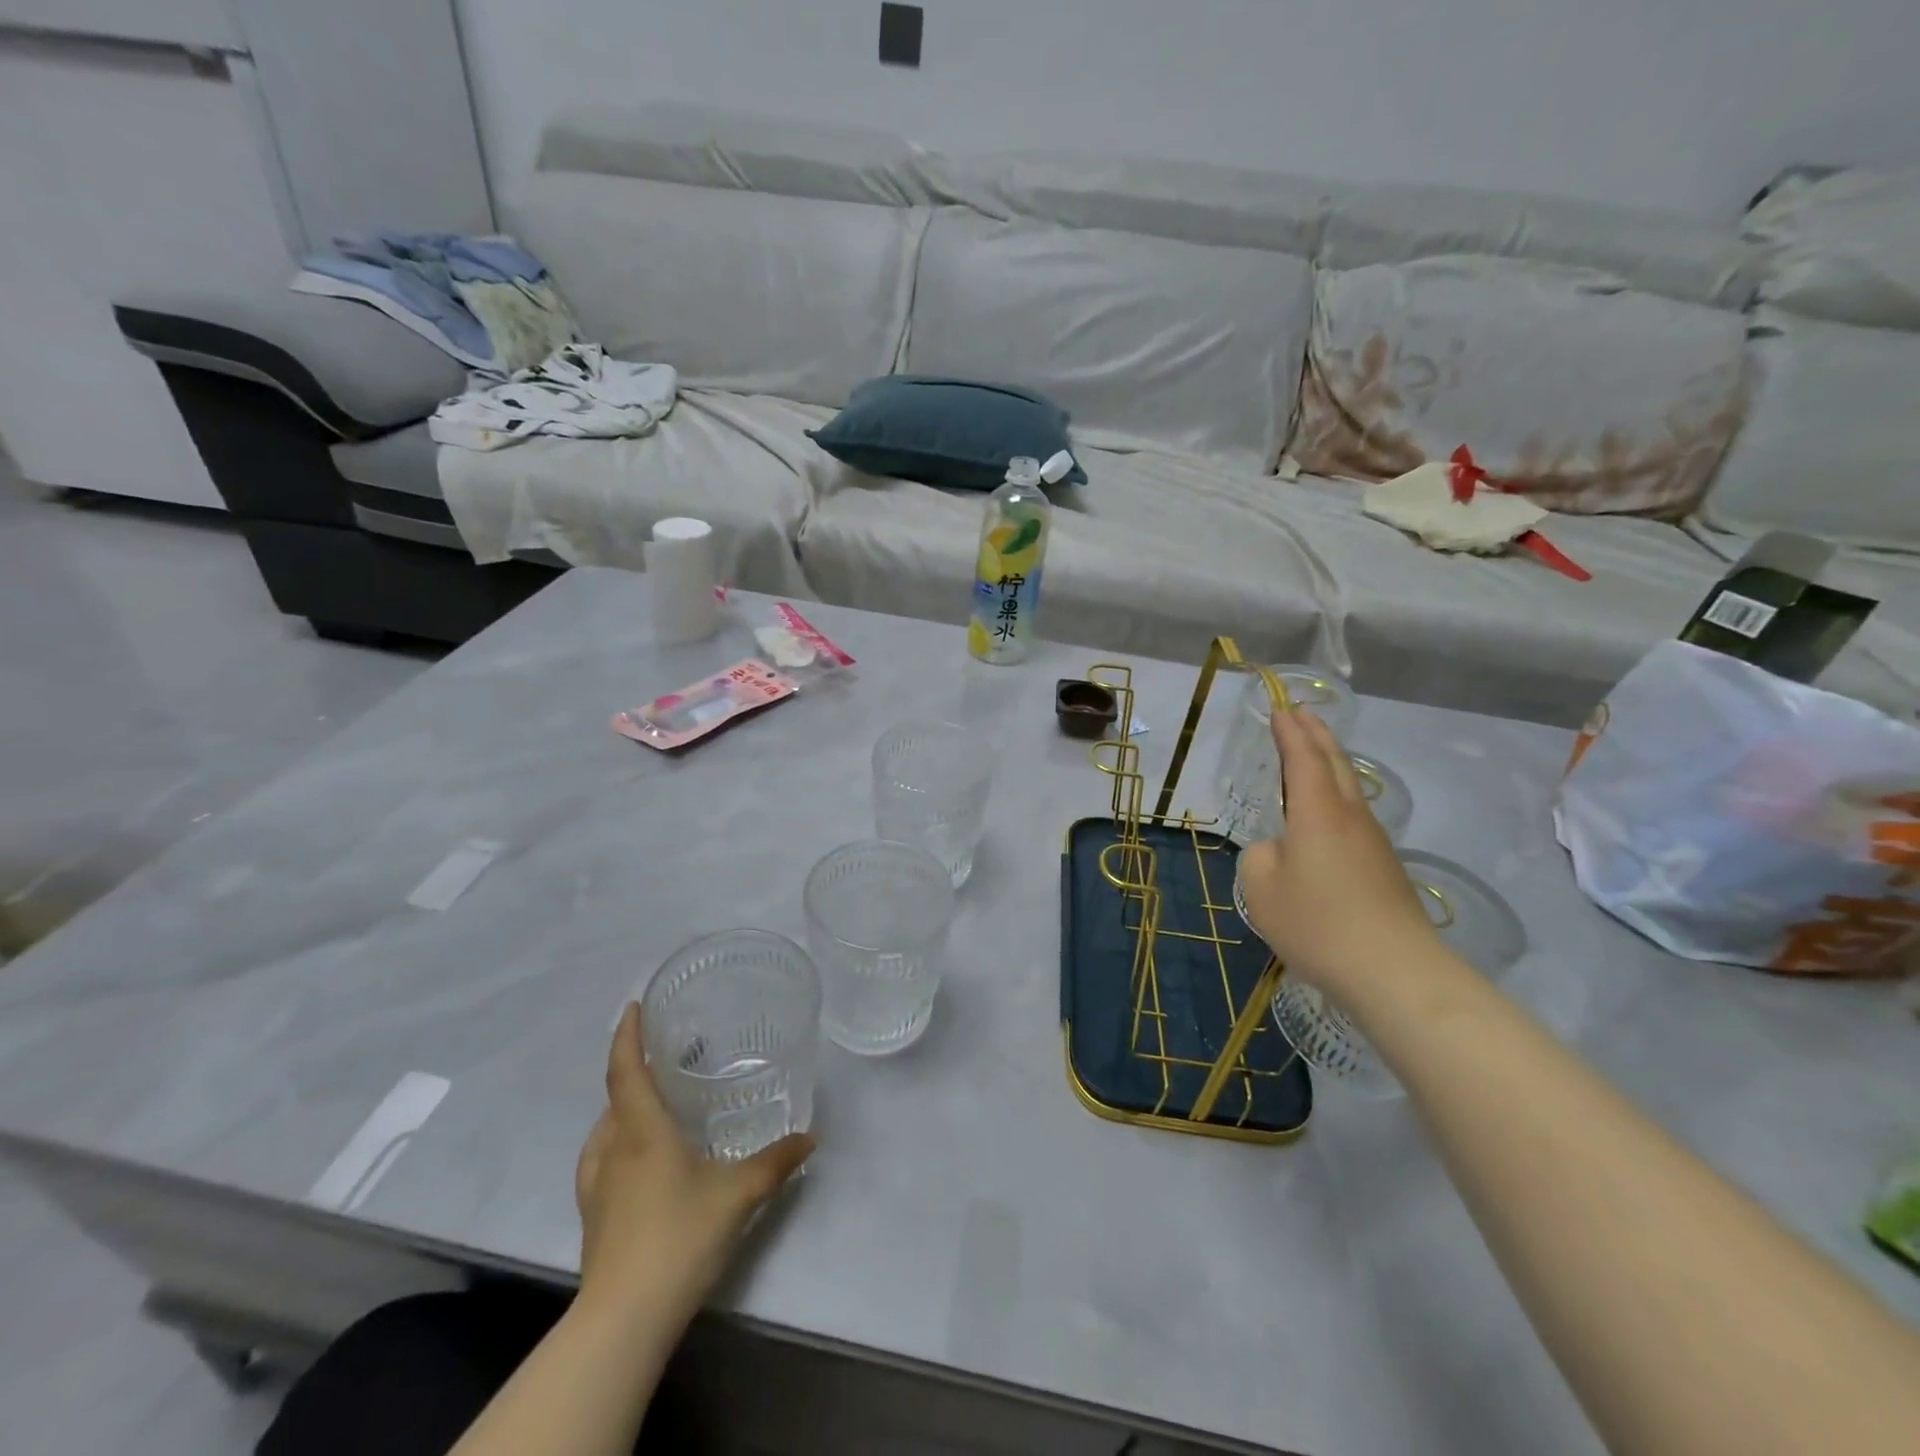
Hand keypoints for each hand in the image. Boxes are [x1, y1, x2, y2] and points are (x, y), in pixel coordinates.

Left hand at [573, 1004, 813, 1330]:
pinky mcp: (593, 1217)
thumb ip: (776, 1161)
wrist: (624, 1319)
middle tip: (666, 1057)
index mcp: (642, 1132)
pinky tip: (639, 1159)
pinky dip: (617, 1142)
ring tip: (655, 1104)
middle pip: (614, 1097)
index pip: (625, 1071)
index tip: (634, 1006)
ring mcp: (597, 1186)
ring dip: (624, 1108)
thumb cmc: (679, 1238)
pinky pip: (600, 1161)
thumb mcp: (739, 1194)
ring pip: (604, 1130)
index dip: (626, 1035)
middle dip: (634, 1069)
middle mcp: (613, 1150)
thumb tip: (811, 1136)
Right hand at [1236, 708, 1440, 1006]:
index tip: (1280, 708)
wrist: (1394, 972)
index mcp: (1318, 813)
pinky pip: (1355, 816)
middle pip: (1337, 763)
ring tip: (1314, 754)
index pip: (1304, 759)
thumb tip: (1279, 851)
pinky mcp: (1384, 868)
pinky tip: (1328, 814)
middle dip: (1317, 735)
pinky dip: (1338, 796)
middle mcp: (1350, 817)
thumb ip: (1261, 858)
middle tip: (1301, 714)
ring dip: (1331, 763)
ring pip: (1350, 788)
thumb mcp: (1261, 890)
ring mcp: (1373, 842)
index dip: (1290, 732)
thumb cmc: (1318, 924)